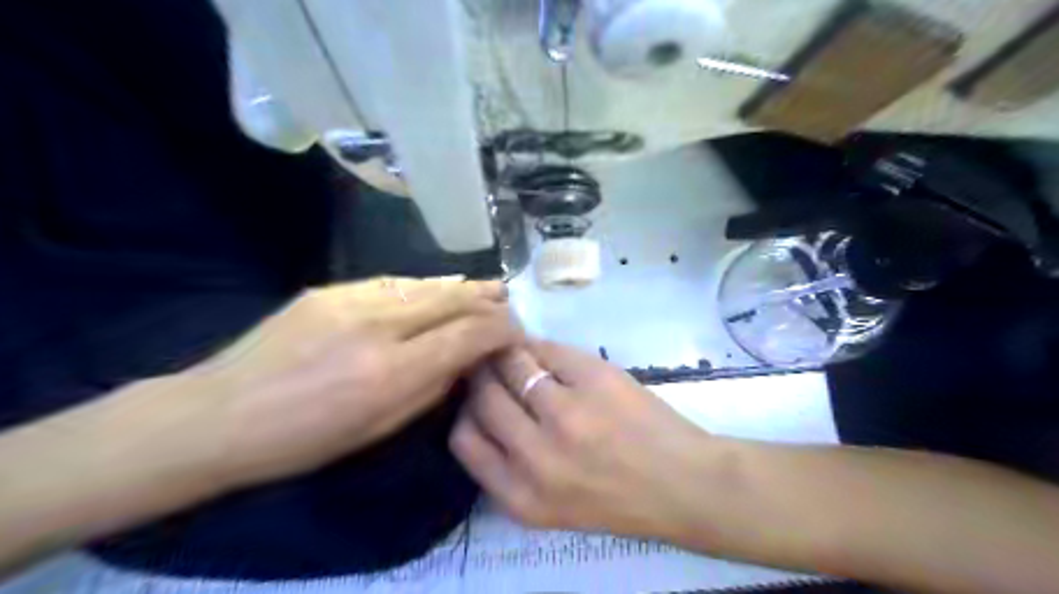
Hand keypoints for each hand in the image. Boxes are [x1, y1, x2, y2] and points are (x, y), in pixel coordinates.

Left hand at [191, 278, 525, 491]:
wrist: (219, 414)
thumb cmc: (303, 439)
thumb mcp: (379, 428)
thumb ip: (431, 387)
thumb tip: (464, 359)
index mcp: (391, 371)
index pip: (468, 334)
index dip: (500, 329)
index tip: (515, 333)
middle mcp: (378, 325)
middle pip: (452, 299)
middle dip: (488, 299)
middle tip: (510, 300)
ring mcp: (351, 300)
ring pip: (424, 284)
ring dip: (462, 286)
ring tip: (487, 286)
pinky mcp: (329, 289)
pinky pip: (393, 283)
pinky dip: (425, 286)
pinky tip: (438, 287)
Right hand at [451, 339, 715, 538]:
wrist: (681, 483)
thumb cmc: (615, 498)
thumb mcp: (548, 504)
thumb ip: (508, 464)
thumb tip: (480, 405)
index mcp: (520, 495)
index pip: (463, 438)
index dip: (465, 409)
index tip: (474, 395)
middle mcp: (534, 456)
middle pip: (483, 395)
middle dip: (481, 373)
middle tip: (488, 361)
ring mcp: (565, 413)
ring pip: (511, 364)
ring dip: (507, 352)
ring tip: (514, 349)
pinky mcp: (592, 379)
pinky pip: (546, 349)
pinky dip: (538, 345)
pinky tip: (541, 348)